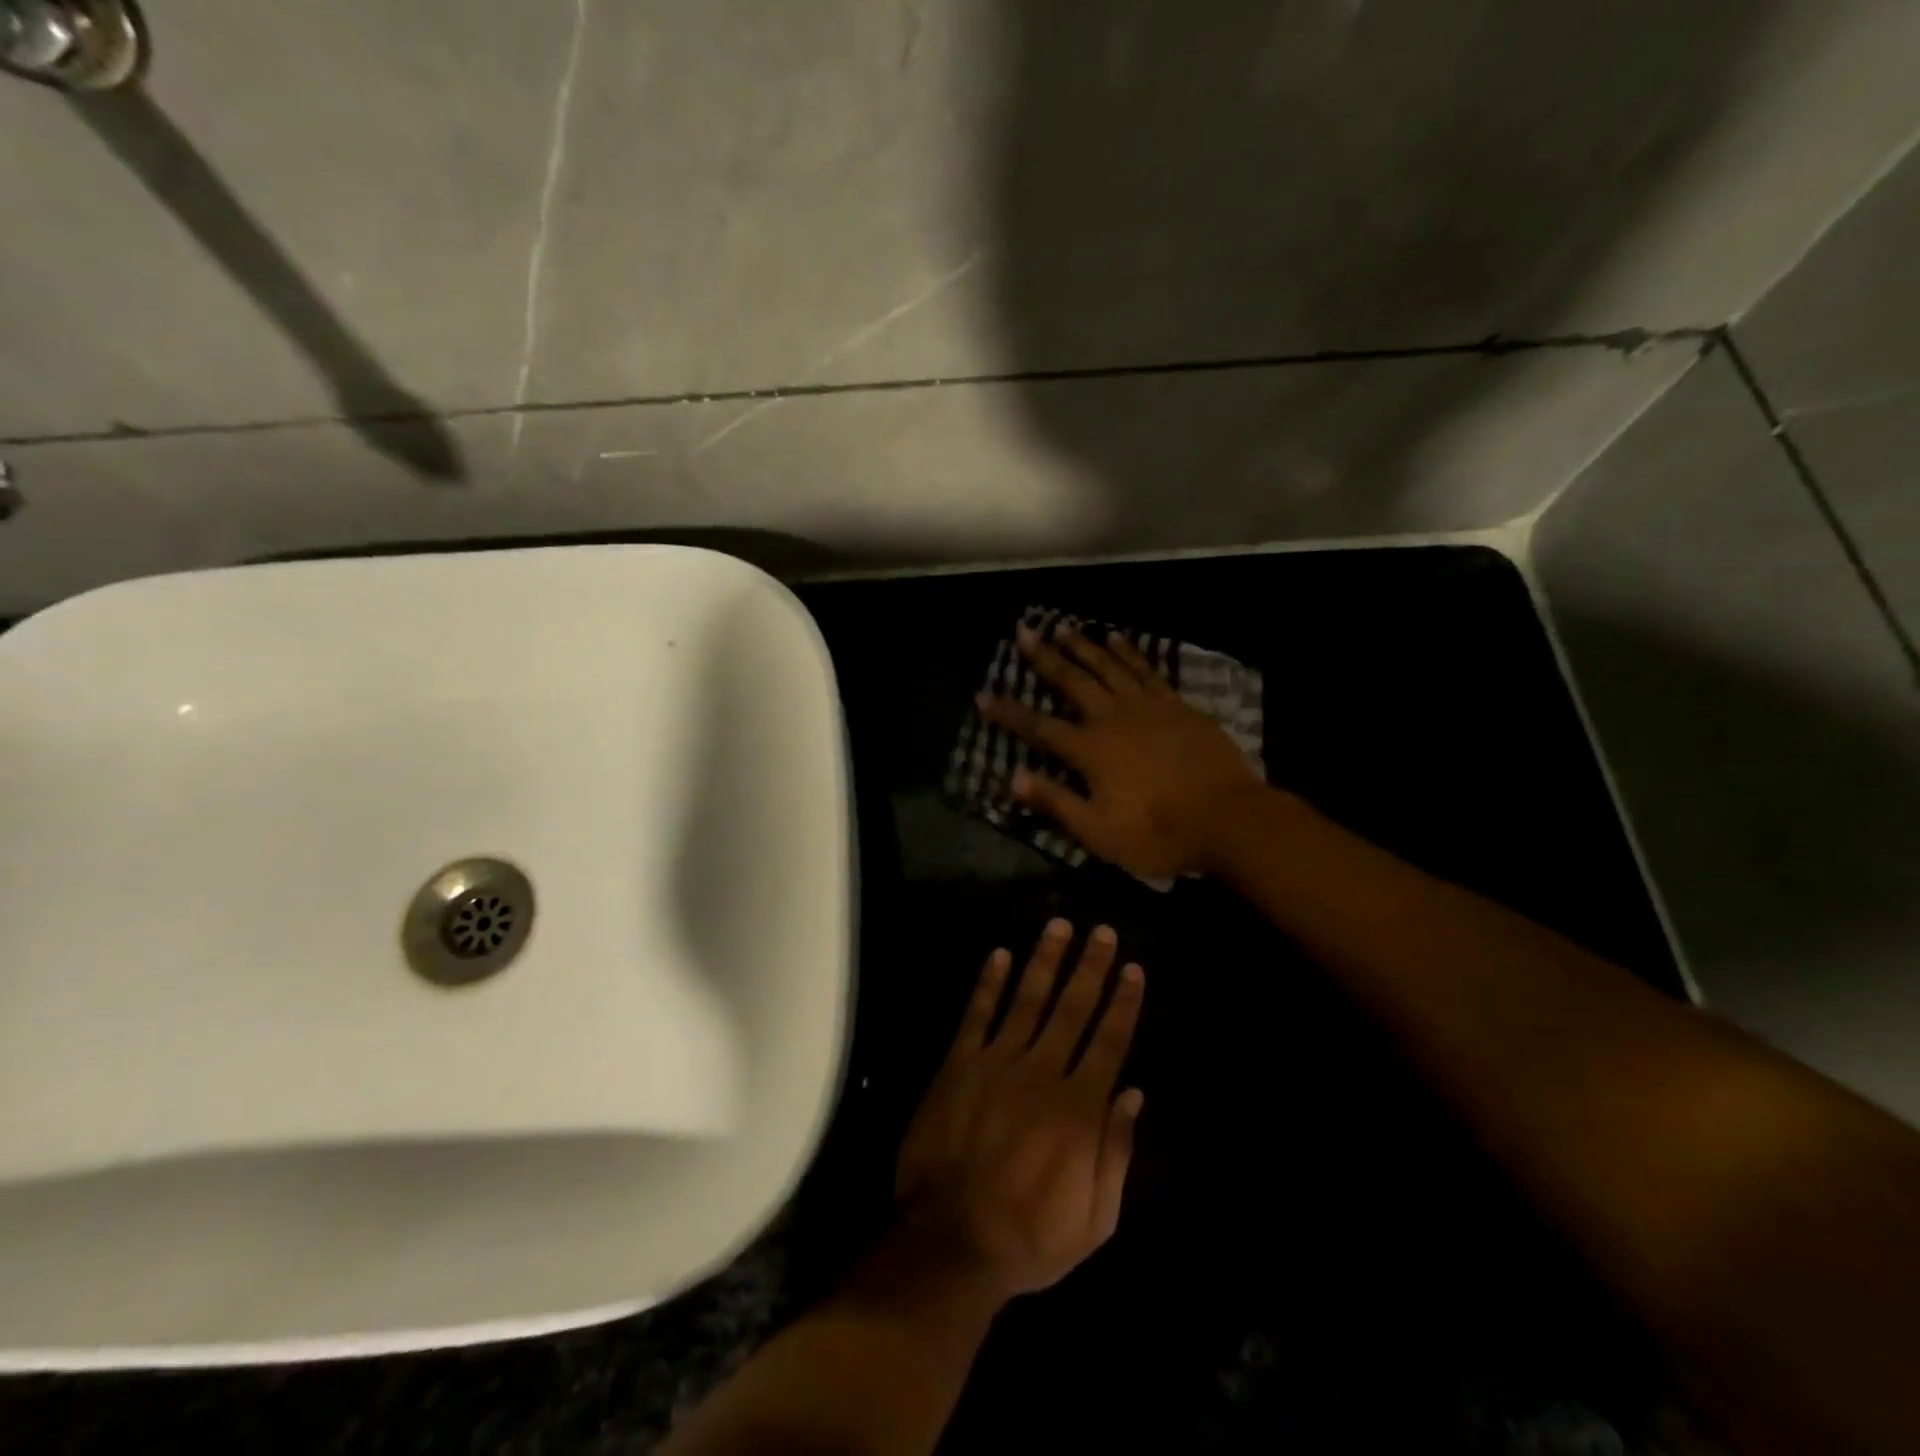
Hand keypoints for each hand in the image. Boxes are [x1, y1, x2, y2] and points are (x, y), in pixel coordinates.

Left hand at [894, 919, 1145, 1301]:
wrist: (949, 1243)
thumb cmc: (1030, 1238)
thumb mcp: (1095, 1220)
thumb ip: (1116, 1153)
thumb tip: (1133, 1093)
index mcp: (1079, 1110)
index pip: (1109, 1042)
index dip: (1123, 1002)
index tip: (1133, 968)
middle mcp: (1042, 1074)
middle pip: (1072, 1009)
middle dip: (1090, 967)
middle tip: (1102, 930)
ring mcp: (996, 1064)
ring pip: (1027, 1000)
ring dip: (1045, 961)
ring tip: (1058, 926)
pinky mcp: (958, 1065)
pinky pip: (976, 1015)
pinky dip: (988, 983)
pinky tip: (999, 954)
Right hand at [978, 623, 1261, 878]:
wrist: (1228, 818)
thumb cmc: (1158, 832)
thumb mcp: (1098, 831)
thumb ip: (1056, 802)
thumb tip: (1013, 778)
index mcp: (1090, 750)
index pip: (1038, 727)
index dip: (1008, 713)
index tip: (982, 696)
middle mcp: (1112, 718)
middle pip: (1072, 681)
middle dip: (1044, 657)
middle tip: (1024, 632)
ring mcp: (1147, 706)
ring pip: (1107, 666)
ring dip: (1083, 646)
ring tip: (1063, 627)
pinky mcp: (1175, 704)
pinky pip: (1145, 669)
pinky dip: (1128, 651)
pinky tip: (1117, 639)